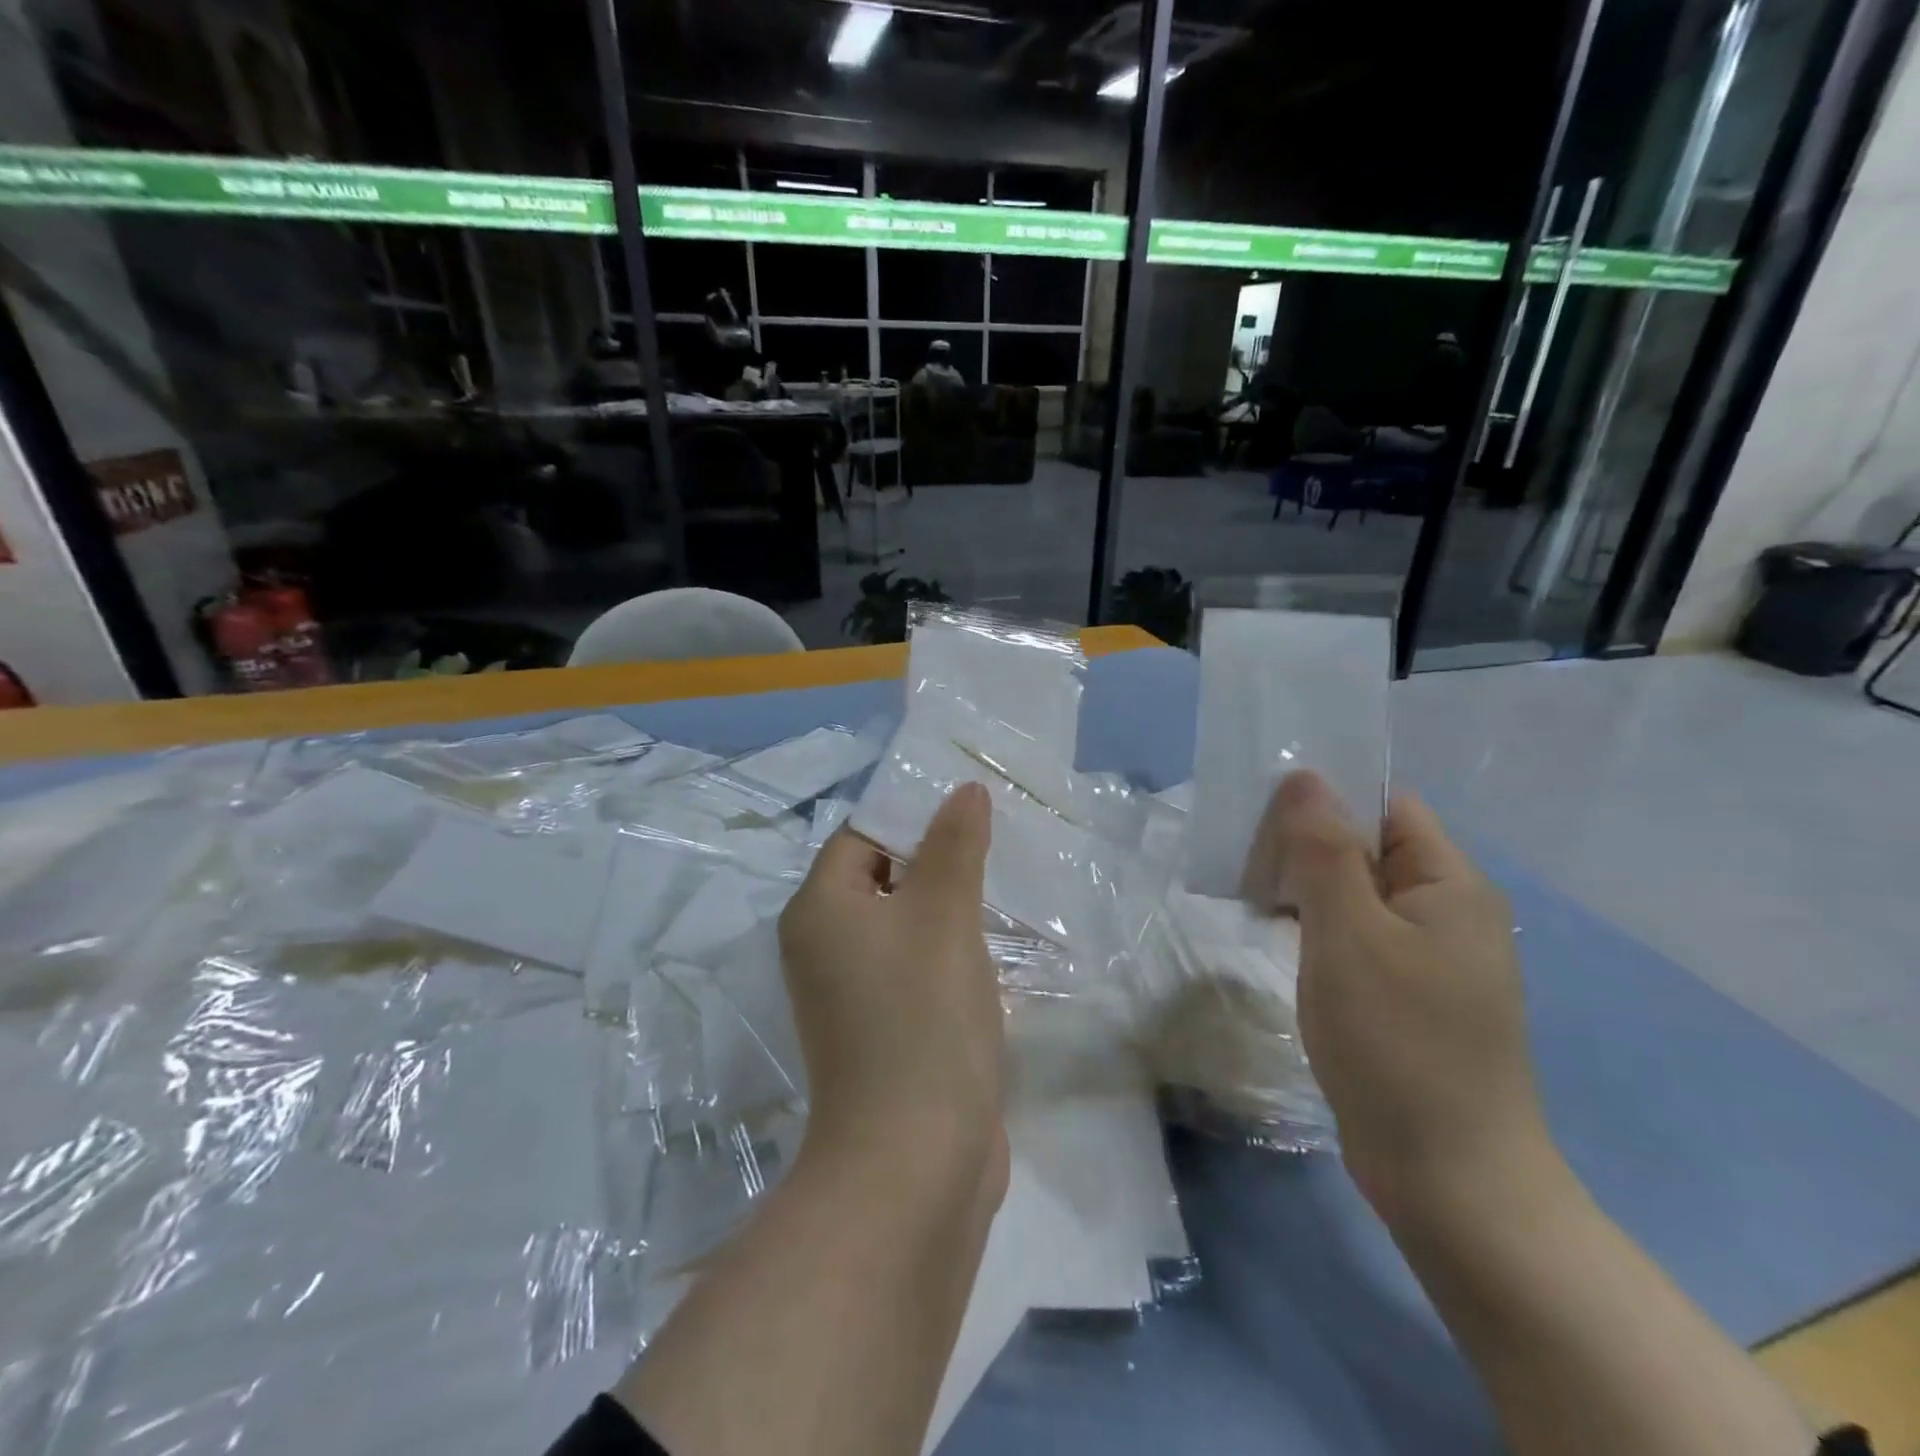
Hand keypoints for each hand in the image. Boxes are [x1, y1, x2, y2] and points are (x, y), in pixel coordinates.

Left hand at [777, 783, 1007, 1202]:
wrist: (915, 1162)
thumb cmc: (922, 1017)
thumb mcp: (943, 914)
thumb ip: (954, 845)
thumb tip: (964, 790)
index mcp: (820, 909)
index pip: (862, 836)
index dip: (913, 816)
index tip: (970, 810)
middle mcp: (823, 947)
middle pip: (882, 878)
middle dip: (937, 861)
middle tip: (995, 846)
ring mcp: (851, 995)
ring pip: (903, 926)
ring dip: (947, 909)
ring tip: (1002, 891)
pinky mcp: (882, 1031)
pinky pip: (914, 970)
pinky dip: (947, 954)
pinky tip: (993, 953)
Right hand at [1248, 771, 1551, 1221]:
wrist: (1449, 1179)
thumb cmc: (1398, 1042)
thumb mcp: (1350, 934)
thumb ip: (1324, 850)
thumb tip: (1304, 777)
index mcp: (1450, 884)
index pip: (1386, 807)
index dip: (1327, 797)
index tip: (1262, 808)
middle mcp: (1446, 911)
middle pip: (1369, 847)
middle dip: (1305, 843)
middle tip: (1242, 853)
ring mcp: (1428, 957)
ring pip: (1357, 894)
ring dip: (1305, 886)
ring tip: (1247, 890)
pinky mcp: (1406, 995)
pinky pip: (1357, 936)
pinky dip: (1317, 926)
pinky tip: (1277, 934)